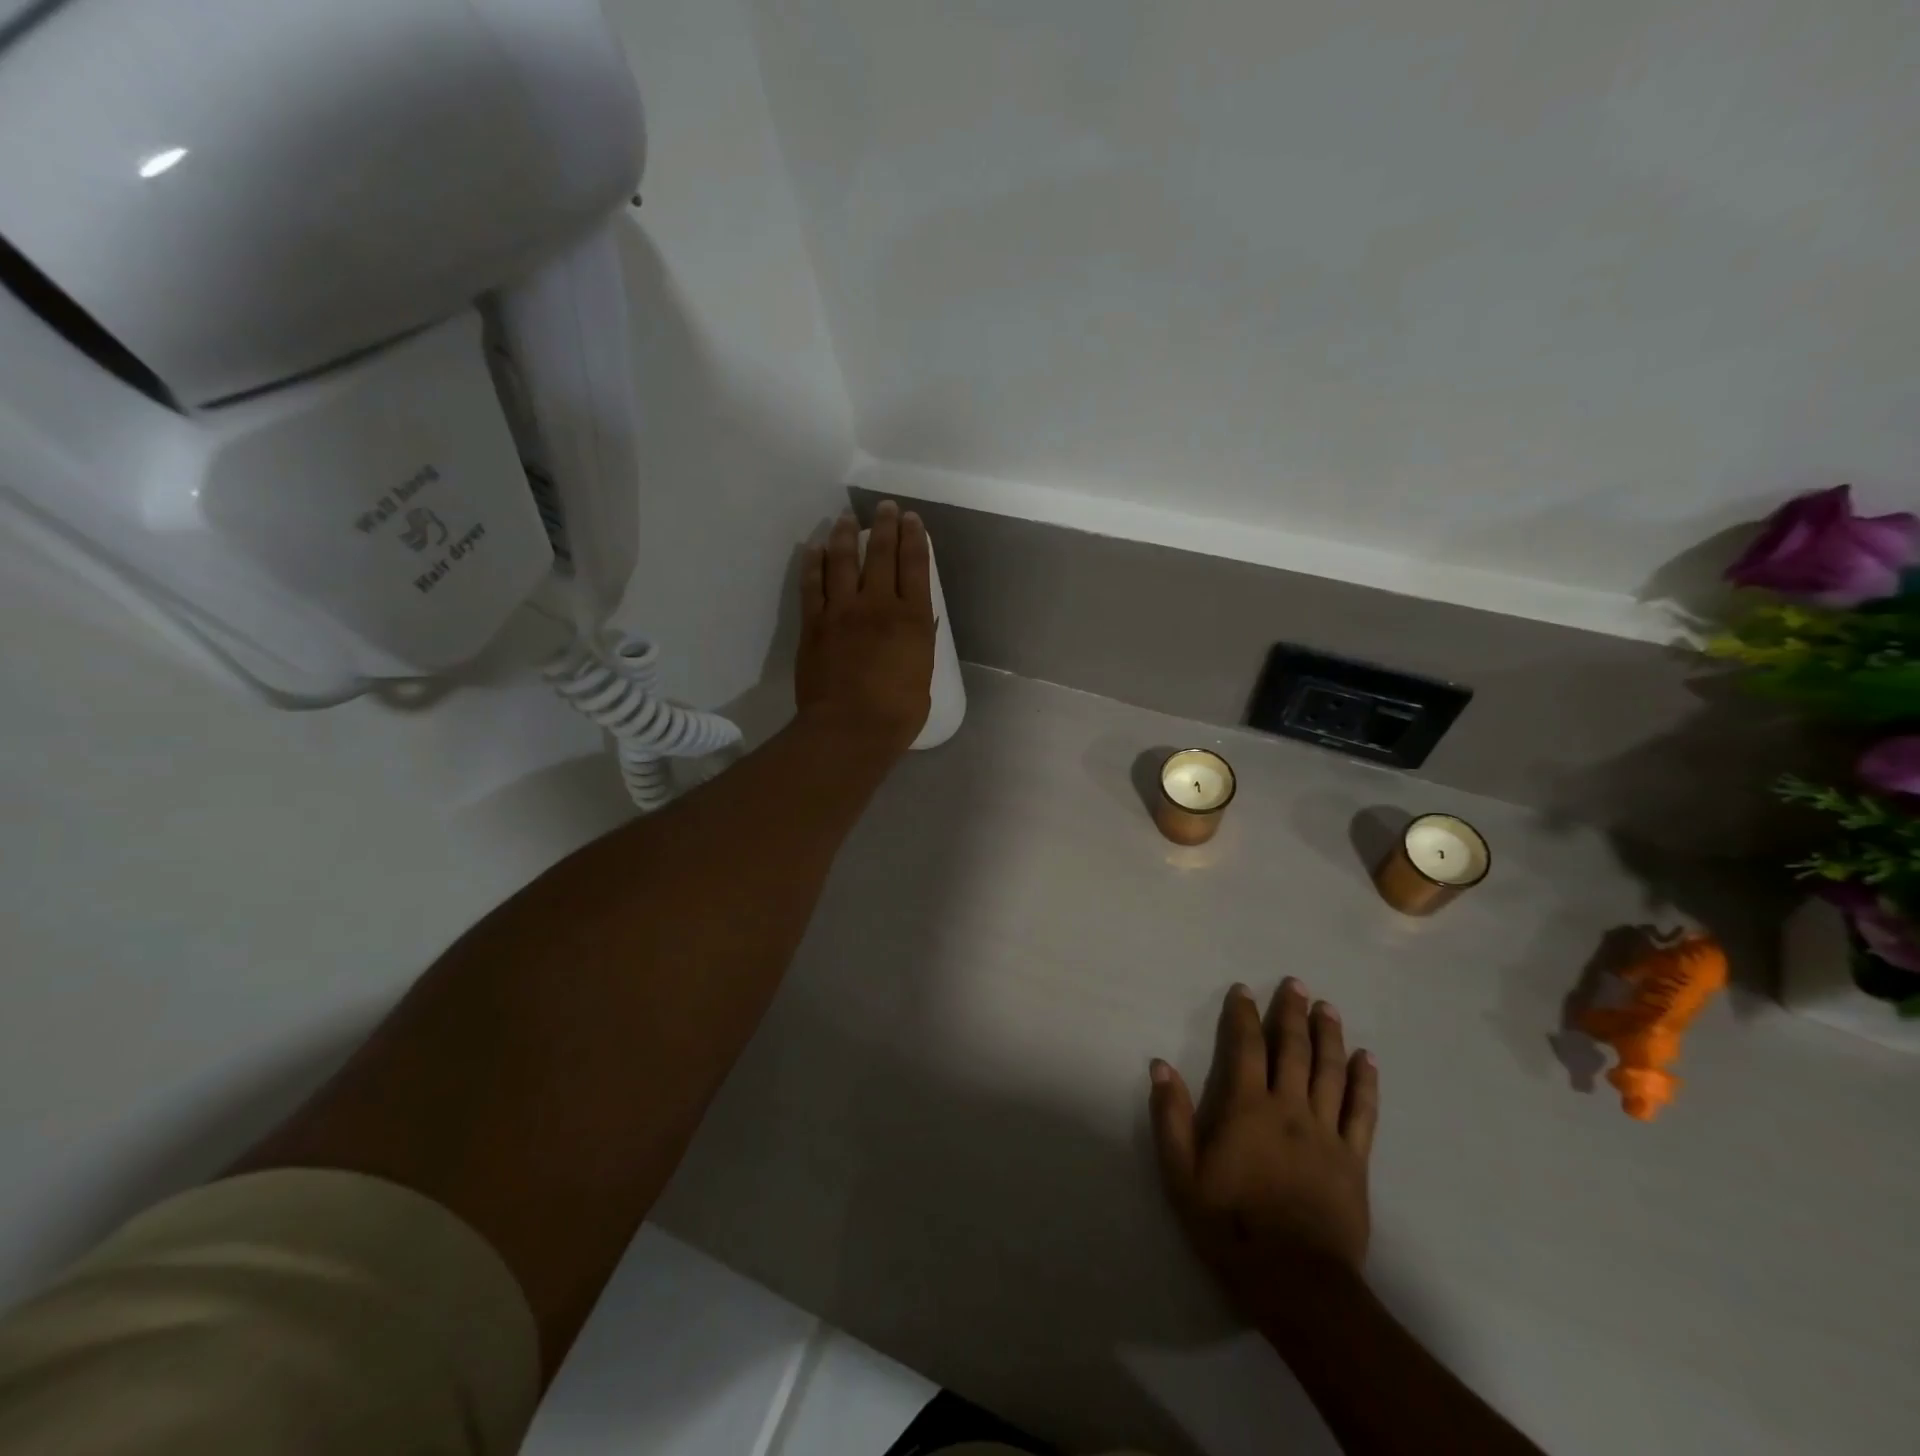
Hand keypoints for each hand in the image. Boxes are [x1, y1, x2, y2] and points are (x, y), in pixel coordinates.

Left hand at [796, 502, 935, 754]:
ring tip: (846, 518)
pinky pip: (811, 584)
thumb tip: (917, 624)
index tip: (912, 520)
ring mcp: (842, 611)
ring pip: (842, 561)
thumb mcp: (922, 676)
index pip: (915, 566)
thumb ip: (918, 645)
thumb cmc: (896, 713)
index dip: (914, 538)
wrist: (849, 729)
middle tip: (885, 508)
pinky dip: (812, 563)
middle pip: (880, 554)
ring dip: (844, 535)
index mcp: (913, 619)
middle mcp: (878, 605)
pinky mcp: (813, 623)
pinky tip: (813, 548)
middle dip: (884, 526)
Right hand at [1149, 979, 1378, 1328]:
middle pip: (1293, 1050)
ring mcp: (1326, 1133)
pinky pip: (1363, 1111)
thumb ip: (1170, 1117)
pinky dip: (1364, 1082)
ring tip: (1328, 1007)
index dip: (1244, 1015)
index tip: (1243, 990)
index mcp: (1247, 1108)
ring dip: (1329, 1035)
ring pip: (1331, 1072)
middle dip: (1292, 1013)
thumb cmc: (1231, 1226)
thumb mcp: (1182, 1175)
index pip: (1246, 1047)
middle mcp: (1290, 1109)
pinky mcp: (1354, 1159)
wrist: (1297, 1283)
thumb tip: (1160, 1066)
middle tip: (1295, 984)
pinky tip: (1367, 1059)